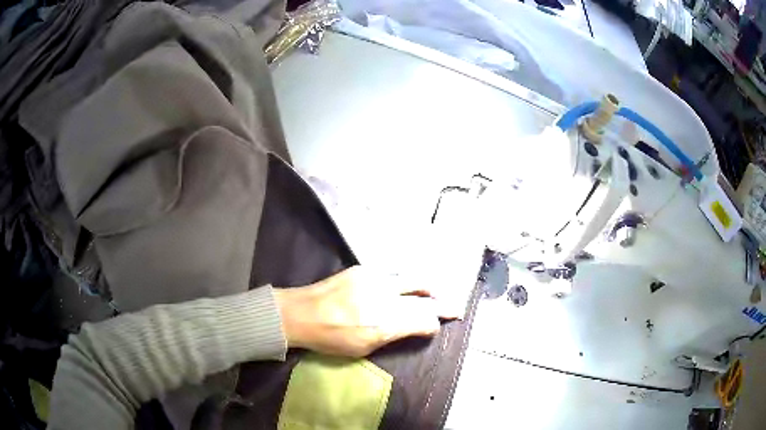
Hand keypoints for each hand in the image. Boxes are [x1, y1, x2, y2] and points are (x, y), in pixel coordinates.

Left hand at [273, 266, 456, 356]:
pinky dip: (403, 283)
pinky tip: (403, 288)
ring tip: (436, 294)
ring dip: (427, 288)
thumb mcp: (364, 348)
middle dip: (442, 303)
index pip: (423, 320)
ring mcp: (374, 279)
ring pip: (412, 279)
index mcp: (384, 323)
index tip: (440, 325)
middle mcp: (384, 298)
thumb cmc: (330, 339)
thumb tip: (415, 327)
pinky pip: (392, 275)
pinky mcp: (364, 269)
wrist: (299, 313)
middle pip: (424, 296)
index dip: (435, 323)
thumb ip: (393, 335)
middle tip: (454, 307)